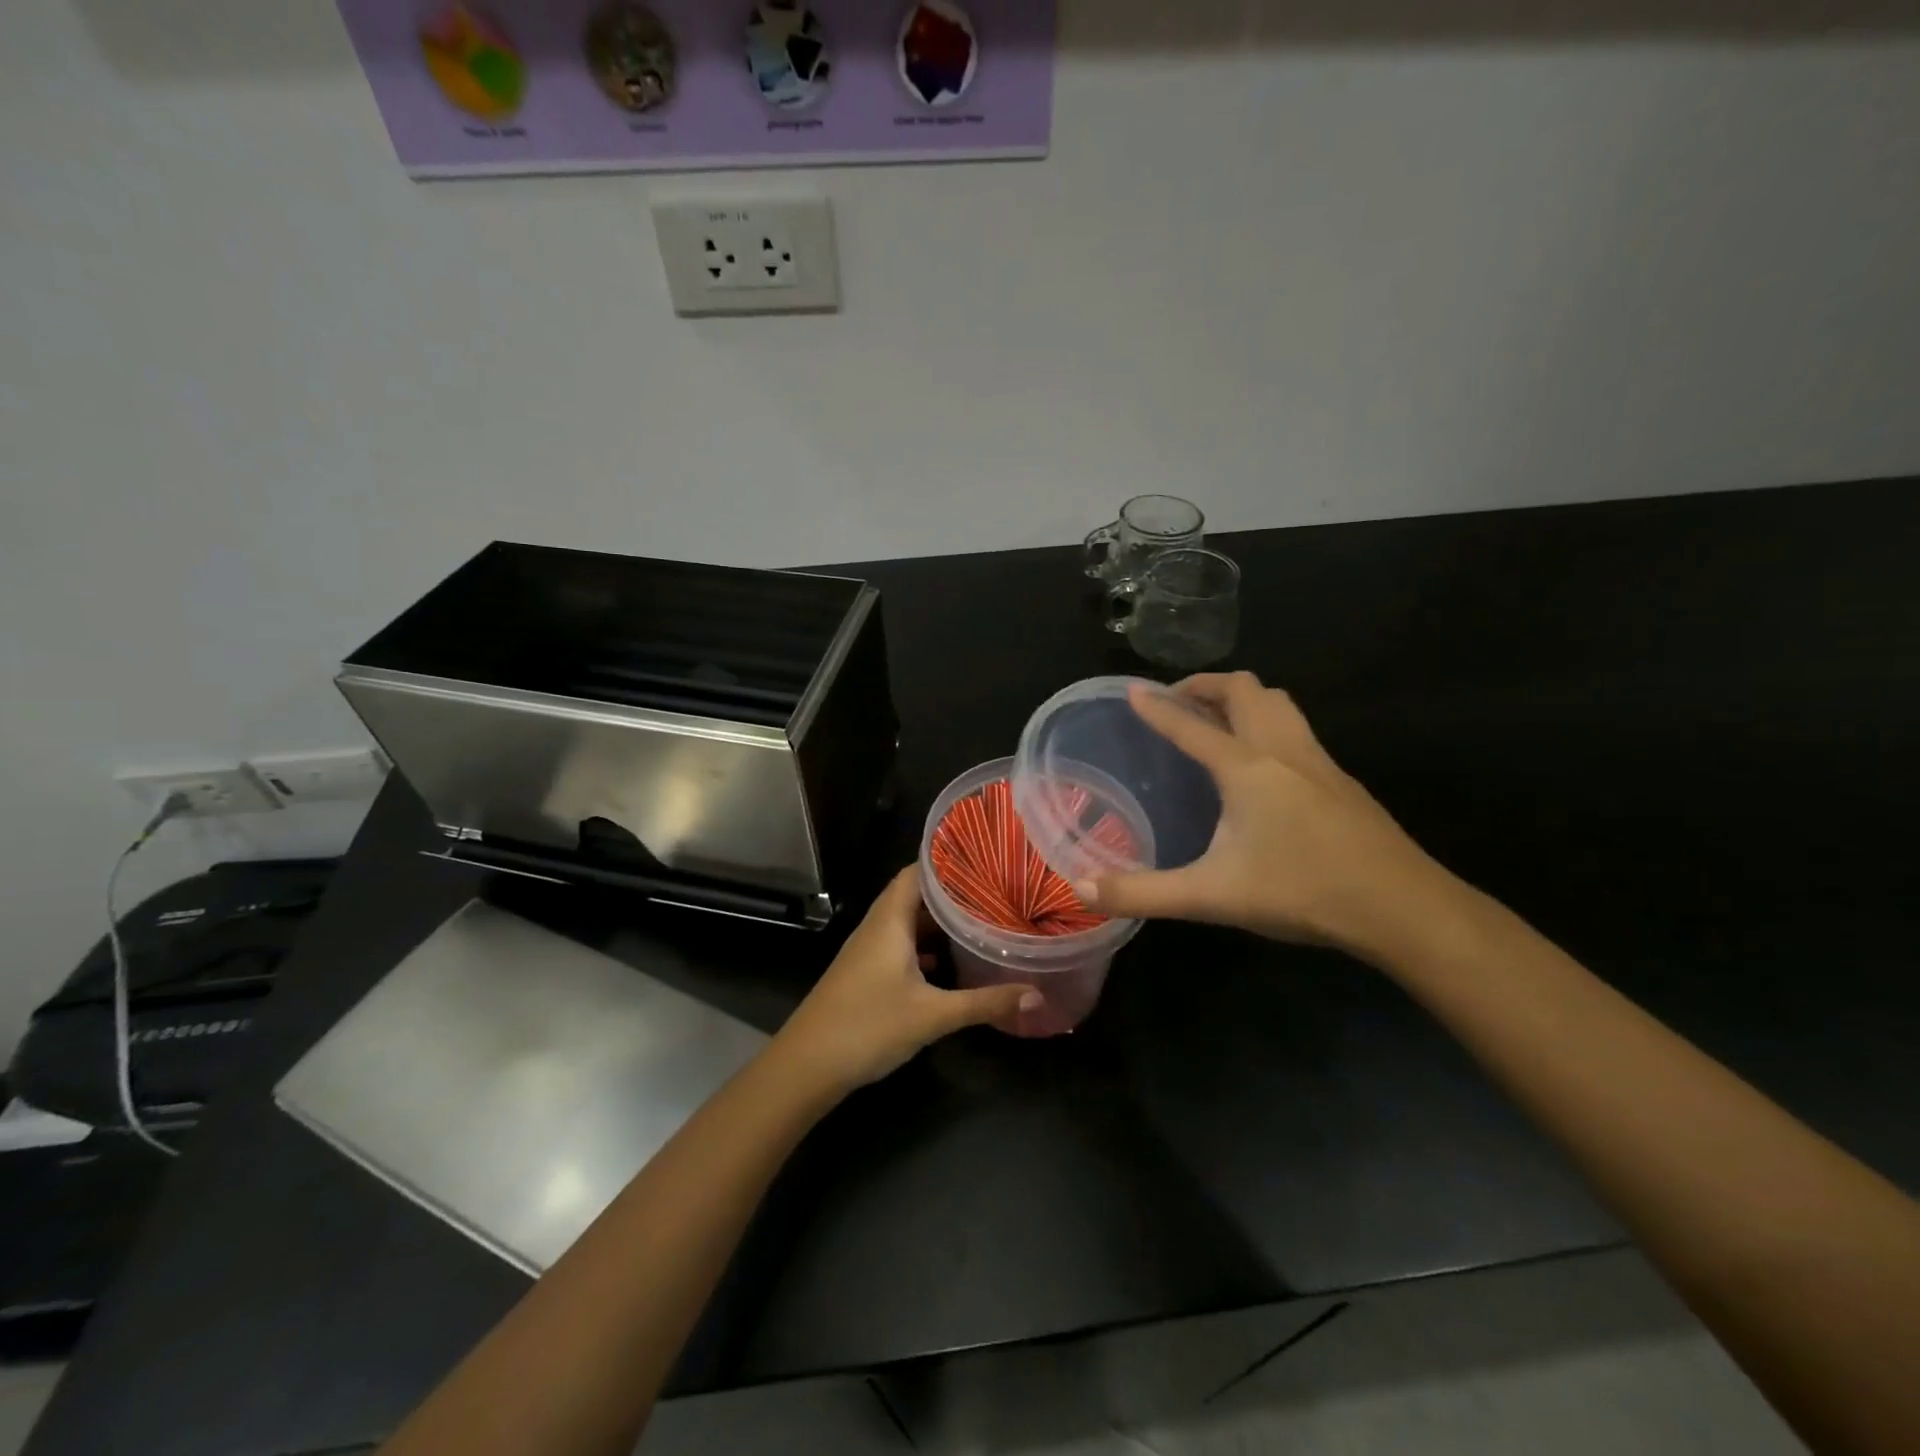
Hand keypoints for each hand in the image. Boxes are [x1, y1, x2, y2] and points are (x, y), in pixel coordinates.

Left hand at [773, 867, 1041, 1093]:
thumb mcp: (933, 1015)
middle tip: (994, 892)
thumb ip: (984, 1003)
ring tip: (980, 921)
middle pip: (916, 894)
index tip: (987, 861)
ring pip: (908, 922)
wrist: (806, 1066)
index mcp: (890, 920)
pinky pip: (900, 944)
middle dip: (953, 893)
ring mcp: (869, 949)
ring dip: (939, 922)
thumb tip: (1036, 994)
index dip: (950, 863)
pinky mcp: (866, 972)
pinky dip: (925, 947)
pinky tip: (949, 964)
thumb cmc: (868, 1026)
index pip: (919, 871)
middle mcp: (878, 925)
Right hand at [1078, 672, 1452, 958]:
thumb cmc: (1301, 891)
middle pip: (1244, 690)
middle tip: (1176, 701)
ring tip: (1216, 719)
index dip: (1157, 707)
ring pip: (1278, 702)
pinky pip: (1296, 728)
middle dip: (1205, 686)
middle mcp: (1282, 750)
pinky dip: (1268, 721)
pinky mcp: (1340, 780)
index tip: (1131, 690)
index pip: (1190, 726)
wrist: (1402, 907)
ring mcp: (1318, 761)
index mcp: (1246, 768)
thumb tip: (1080, 890)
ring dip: (1242, 697)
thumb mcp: (1211, 896)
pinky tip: (1263, 762)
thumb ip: (1143, 893)